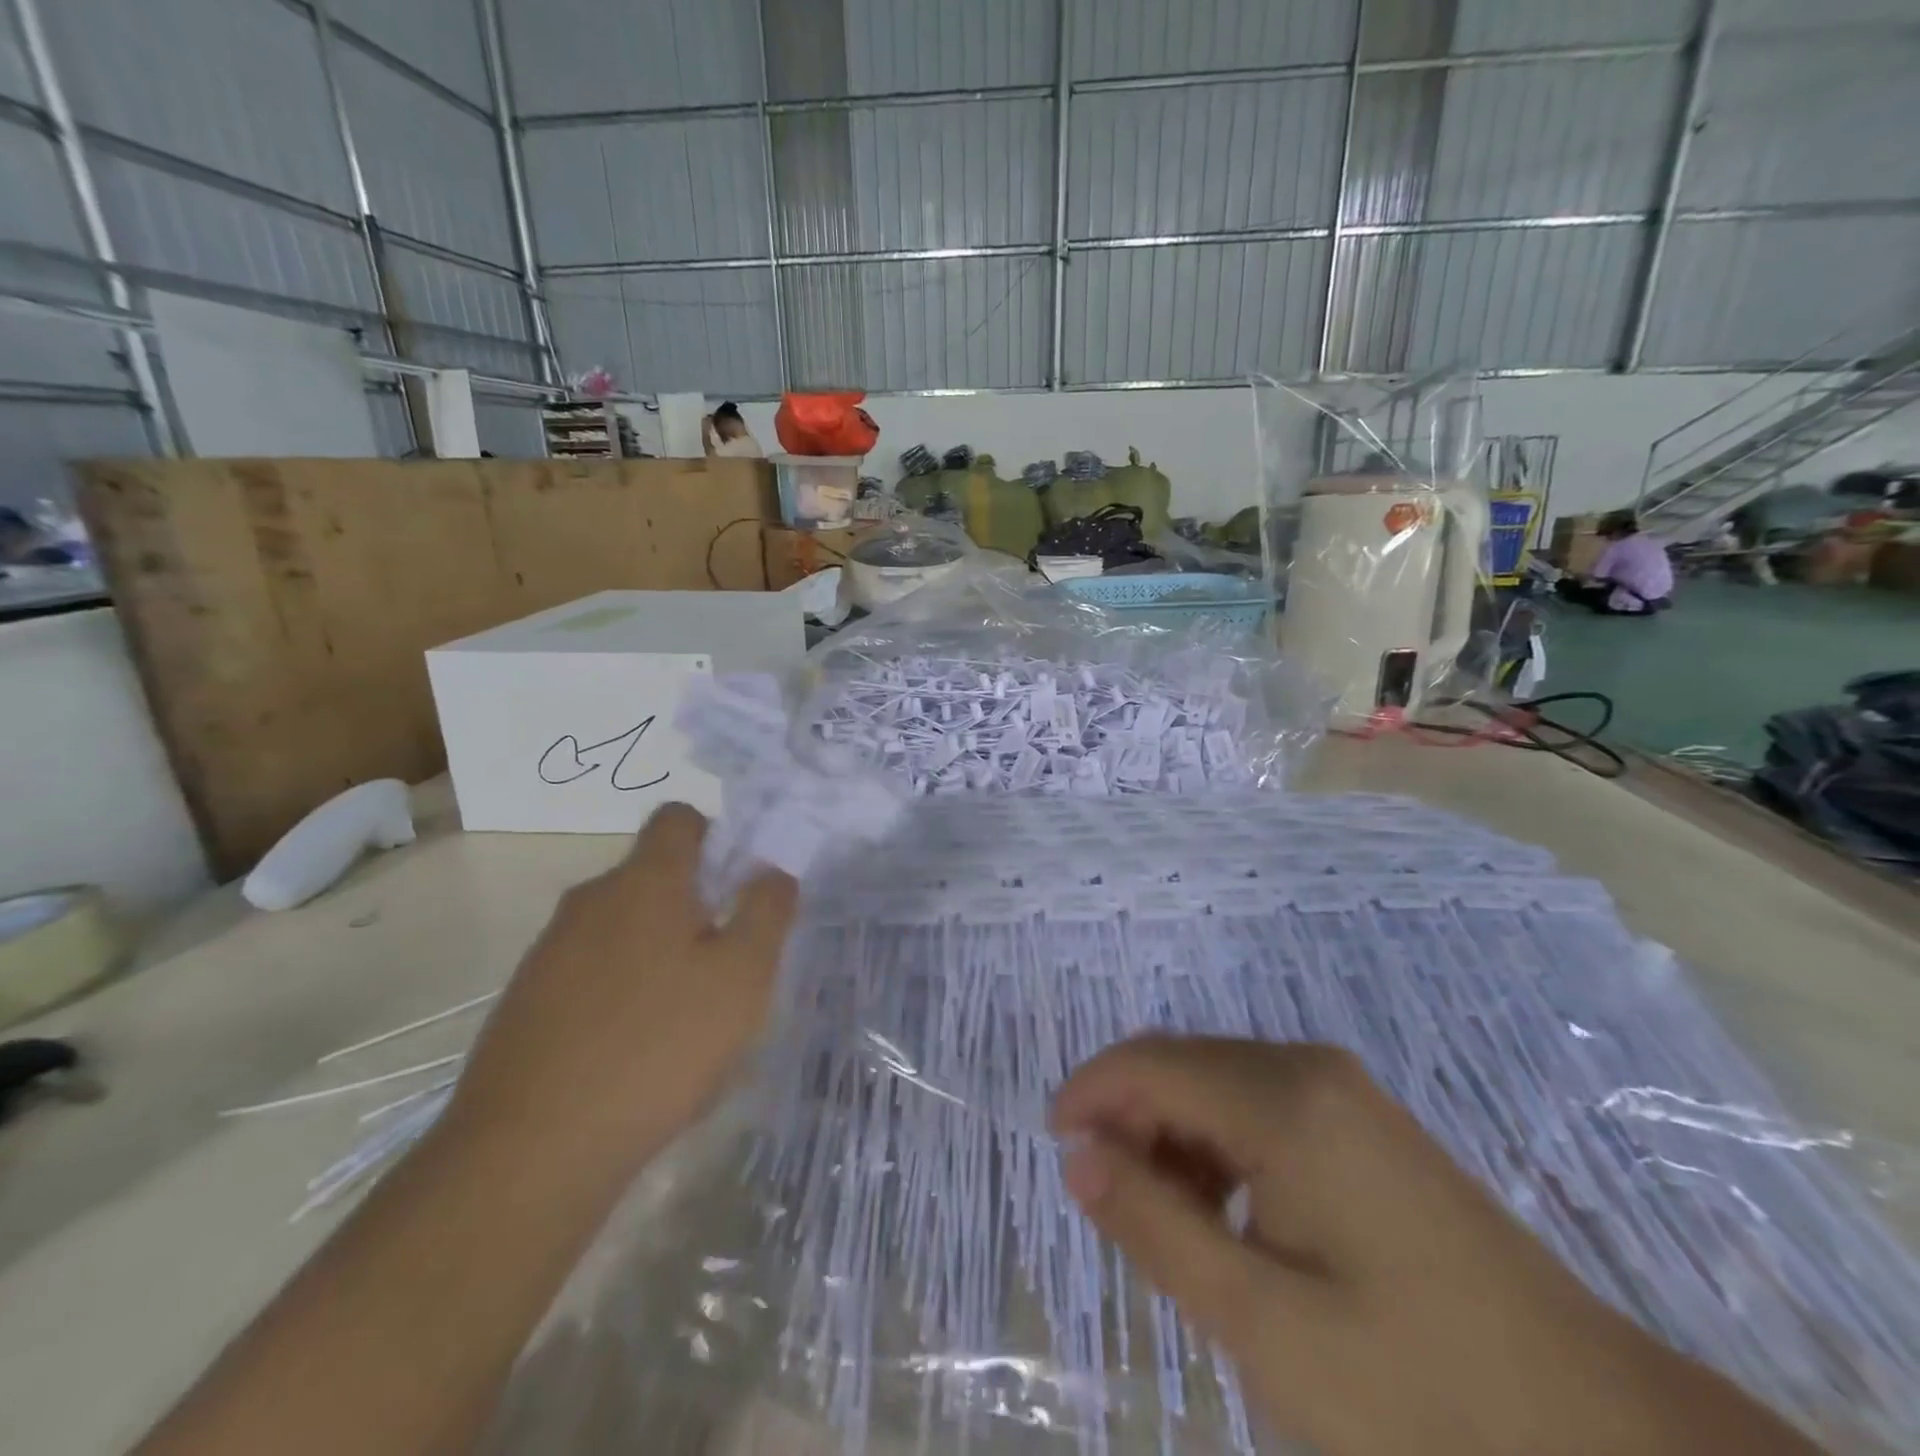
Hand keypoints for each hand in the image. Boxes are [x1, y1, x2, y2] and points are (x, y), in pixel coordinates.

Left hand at [443, 803, 796, 1184]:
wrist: (530, 1153)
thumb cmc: (659, 1046)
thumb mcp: (743, 977)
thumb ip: (767, 911)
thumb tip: (773, 871)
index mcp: (644, 881)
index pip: (679, 818)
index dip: (716, 836)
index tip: (740, 886)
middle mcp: (590, 900)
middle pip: (653, 875)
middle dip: (696, 904)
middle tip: (727, 962)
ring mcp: (549, 951)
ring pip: (622, 927)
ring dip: (659, 950)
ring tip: (687, 1015)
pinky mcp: (525, 1001)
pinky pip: (590, 971)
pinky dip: (621, 989)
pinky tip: (637, 1049)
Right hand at [1053, 1036, 1819, 1455]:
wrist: (1609, 1438)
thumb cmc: (1423, 1390)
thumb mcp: (1263, 1324)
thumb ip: (1156, 1226)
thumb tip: (1078, 1154)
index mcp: (1282, 1098)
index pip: (1149, 1063)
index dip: (1089, 1093)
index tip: (1054, 1146)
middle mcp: (1308, 1067)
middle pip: (1182, 1064)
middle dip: (1129, 1117)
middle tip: (1111, 1204)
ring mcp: (1343, 1091)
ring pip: (1218, 1083)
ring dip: (1173, 1136)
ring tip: (1171, 1225)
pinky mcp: (1363, 1122)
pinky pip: (1260, 1105)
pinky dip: (1219, 1145)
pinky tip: (1232, 1217)